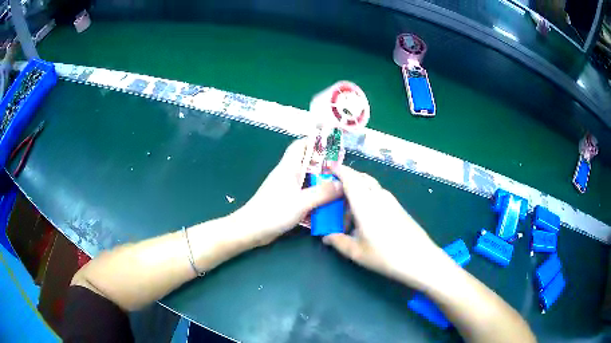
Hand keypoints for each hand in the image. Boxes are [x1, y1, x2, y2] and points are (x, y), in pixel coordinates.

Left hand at [231, 139, 342, 246]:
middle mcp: (287, 174)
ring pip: (306, 178)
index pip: (300, 145)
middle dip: (323, 164)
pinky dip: (314, 193)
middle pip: (306, 162)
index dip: (315, 142)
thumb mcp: (302, 202)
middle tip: (341, 169)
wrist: (252, 229)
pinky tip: (325, 202)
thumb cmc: (274, 211)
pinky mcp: (285, 200)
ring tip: (338, 185)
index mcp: (289, 167)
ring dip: (320, 180)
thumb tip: (342, 184)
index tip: (333, 146)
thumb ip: (323, 192)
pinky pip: (303, 191)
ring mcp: (285, 187)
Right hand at [323, 166, 449, 289]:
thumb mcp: (356, 252)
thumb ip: (338, 242)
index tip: (328, 166)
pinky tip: (366, 218)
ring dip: (357, 192)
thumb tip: (326, 237)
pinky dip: (367, 198)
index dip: (338, 170)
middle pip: (361, 178)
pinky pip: (378, 194)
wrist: (419, 258)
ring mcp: (390, 200)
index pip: (350, 178)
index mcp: (365, 203)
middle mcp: (378, 196)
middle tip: (335, 194)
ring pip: (370, 186)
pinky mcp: (398, 206)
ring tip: (349, 214)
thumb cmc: (385, 255)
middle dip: (346, 180)